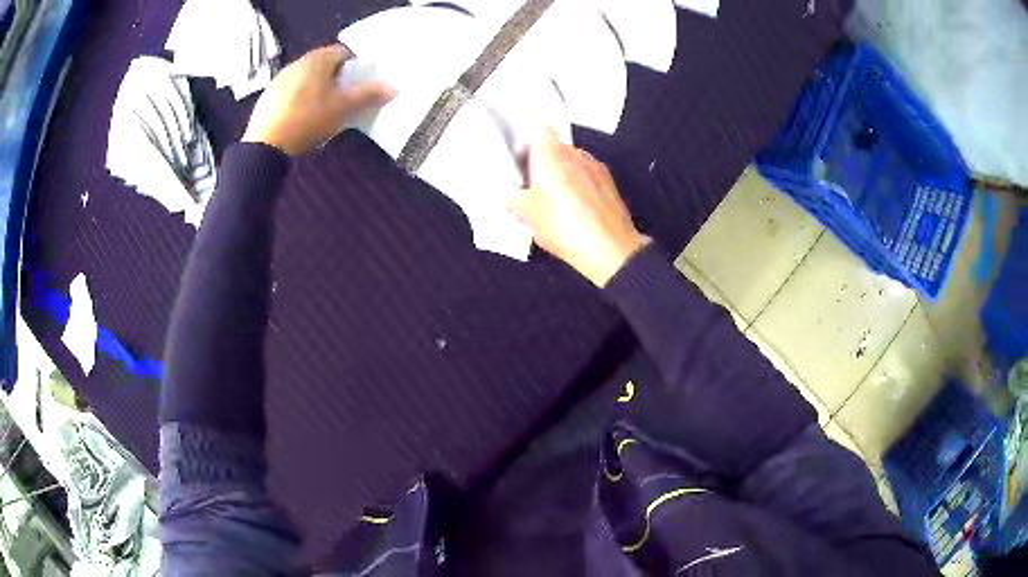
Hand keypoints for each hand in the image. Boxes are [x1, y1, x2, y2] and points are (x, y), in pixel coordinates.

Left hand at [243, 45, 392, 155]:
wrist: (266, 145)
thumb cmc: (309, 119)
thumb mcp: (343, 108)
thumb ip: (368, 95)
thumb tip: (393, 89)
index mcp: (318, 59)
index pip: (343, 53)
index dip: (355, 67)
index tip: (359, 85)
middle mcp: (298, 62)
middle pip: (324, 65)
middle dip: (336, 79)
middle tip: (344, 99)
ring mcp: (280, 79)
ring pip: (306, 78)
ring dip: (317, 89)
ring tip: (323, 111)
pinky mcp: (268, 97)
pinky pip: (291, 92)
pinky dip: (299, 100)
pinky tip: (301, 119)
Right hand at [507, 129, 648, 286]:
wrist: (608, 249)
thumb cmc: (566, 227)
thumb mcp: (528, 216)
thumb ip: (515, 200)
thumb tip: (510, 196)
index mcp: (550, 155)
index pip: (539, 129)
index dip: (529, 139)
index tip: (521, 155)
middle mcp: (574, 154)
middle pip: (555, 147)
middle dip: (544, 161)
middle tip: (531, 183)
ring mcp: (594, 167)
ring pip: (572, 162)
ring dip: (562, 174)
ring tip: (552, 200)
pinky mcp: (608, 183)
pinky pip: (587, 176)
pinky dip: (579, 186)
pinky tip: (574, 210)